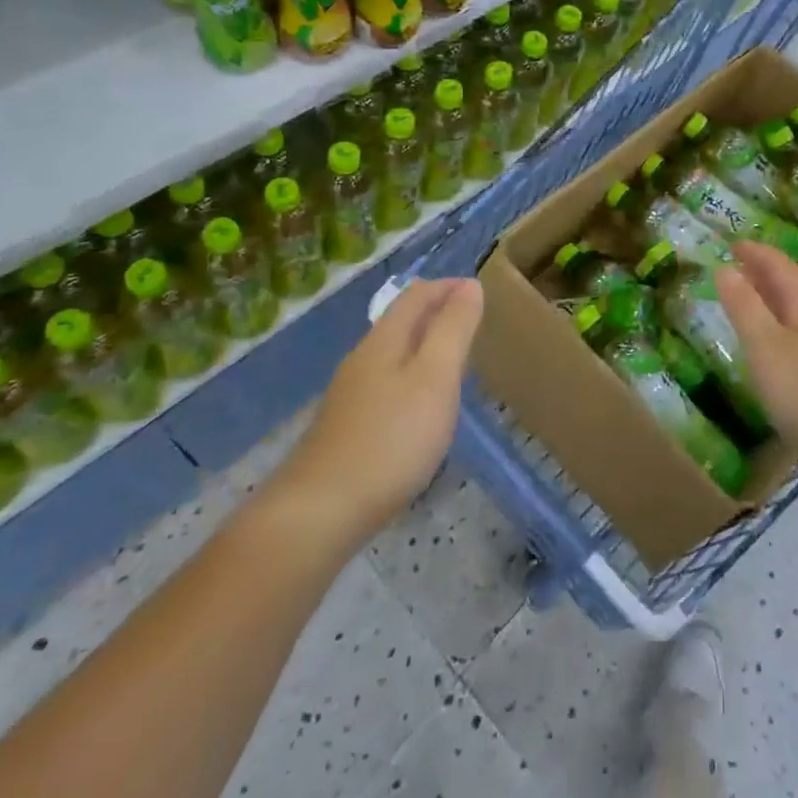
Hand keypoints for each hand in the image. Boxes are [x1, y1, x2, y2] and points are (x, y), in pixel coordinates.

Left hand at [269, 278, 482, 543]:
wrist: (320, 513)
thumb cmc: (391, 438)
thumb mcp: (435, 377)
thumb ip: (454, 329)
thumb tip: (469, 285)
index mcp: (385, 340)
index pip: (416, 295)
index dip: (447, 287)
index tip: (478, 291)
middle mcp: (363, 359)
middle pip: (400, 322)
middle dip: (436, 314)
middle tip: (472, 323)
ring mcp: (350, 396)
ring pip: (392, 354)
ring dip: (424, 346)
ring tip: (454, 361)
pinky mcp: (346, 428)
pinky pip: (386, 384)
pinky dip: (411, 378)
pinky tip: (421, 407)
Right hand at [714, 242, 797, 475]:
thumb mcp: (765, 345)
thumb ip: (744, 306)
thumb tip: (724, 267)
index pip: (779, 263)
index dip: (755, 250)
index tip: (730, 242)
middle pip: (790, 283)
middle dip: (761, 270)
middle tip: (732, 264)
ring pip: (794, 307)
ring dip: (768, 296)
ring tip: (743, 297)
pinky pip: (796, 330)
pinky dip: (774, 322)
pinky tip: (766, 341)